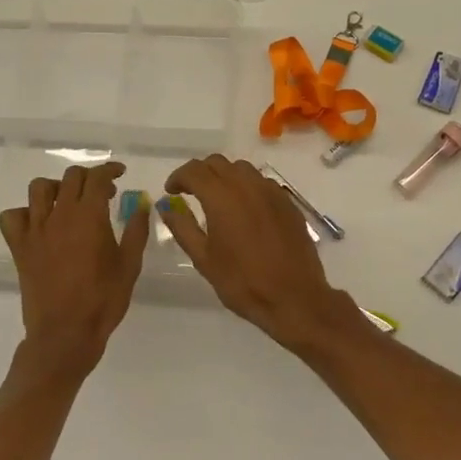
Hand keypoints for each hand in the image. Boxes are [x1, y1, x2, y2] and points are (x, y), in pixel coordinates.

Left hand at [0, 161, 147, 378]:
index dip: (110, 170)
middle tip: (103, 193)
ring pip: (39, 189)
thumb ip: (136, 230)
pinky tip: (39, 223)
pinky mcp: (20, 247)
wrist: (65, 334)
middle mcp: (60, 215)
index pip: (97, 177)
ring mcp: (36, 230)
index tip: (120, 174)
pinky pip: (12, 217)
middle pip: (71, 177)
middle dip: (89, 177)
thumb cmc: (103, 301)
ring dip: (57, 188)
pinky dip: (24, 213)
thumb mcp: (129, 265)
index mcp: (90, 216)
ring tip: (69, 202)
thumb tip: (141, 203)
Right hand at [157, 154, 366, 352]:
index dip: (178, 177)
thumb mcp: (204, 259)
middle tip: (190, 193)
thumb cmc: (242, 281)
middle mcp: (247, 185)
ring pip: (241, 169)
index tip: (171, 191)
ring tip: (217, 199)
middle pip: (218, 163)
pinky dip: (246, 187)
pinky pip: (261, 182)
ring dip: (224, 176)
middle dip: (200, 173)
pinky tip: (245, 209)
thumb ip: (182, 227)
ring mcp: (271, 191)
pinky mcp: (288, 202)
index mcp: (222, 196)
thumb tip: (166, 206)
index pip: (194, 170)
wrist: (294, 297)